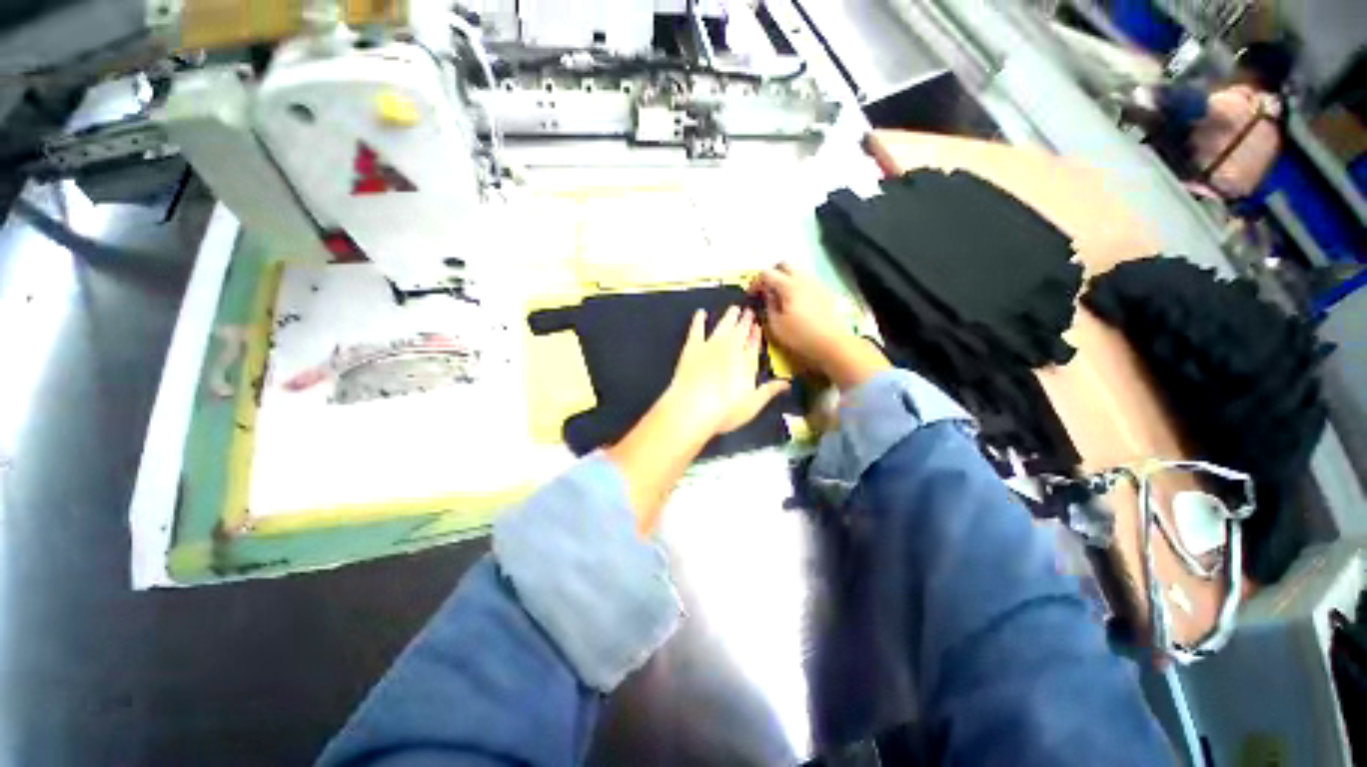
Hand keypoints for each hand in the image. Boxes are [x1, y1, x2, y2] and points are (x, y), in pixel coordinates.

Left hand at [662, 306, 790, 439]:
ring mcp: (711, 346)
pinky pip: (697, 329)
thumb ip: (768, 391)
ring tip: (734, 309)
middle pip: (740, 332)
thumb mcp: (752, 405)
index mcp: (746, 363)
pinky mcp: (692, 347)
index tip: (757, 326)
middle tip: (748, 311)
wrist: (692, 408)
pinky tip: (700, 313)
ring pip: (723, 326)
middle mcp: (731, 349)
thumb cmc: (724, 411)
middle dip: (745, 321)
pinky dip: (699, 320)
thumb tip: (787, 384)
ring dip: (729, 317)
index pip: (753, 345)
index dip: (755, 336)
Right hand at [752, 264, 889, 390]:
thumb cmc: (800, 336)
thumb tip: (766, 295)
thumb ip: (768, 305)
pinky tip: (794, 302)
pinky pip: (806, 280)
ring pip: (796, 271)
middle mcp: (803, 279)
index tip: (752, 295)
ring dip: (784, 279)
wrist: (831, 343)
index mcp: (788, 286)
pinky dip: (796, 285)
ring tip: (779, 297)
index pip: (766, 274)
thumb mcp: (776, 325)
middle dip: (771, 274)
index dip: (756, 283)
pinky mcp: (823, 291)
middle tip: (765, 290)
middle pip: (783, 264)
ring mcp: (815, 283)